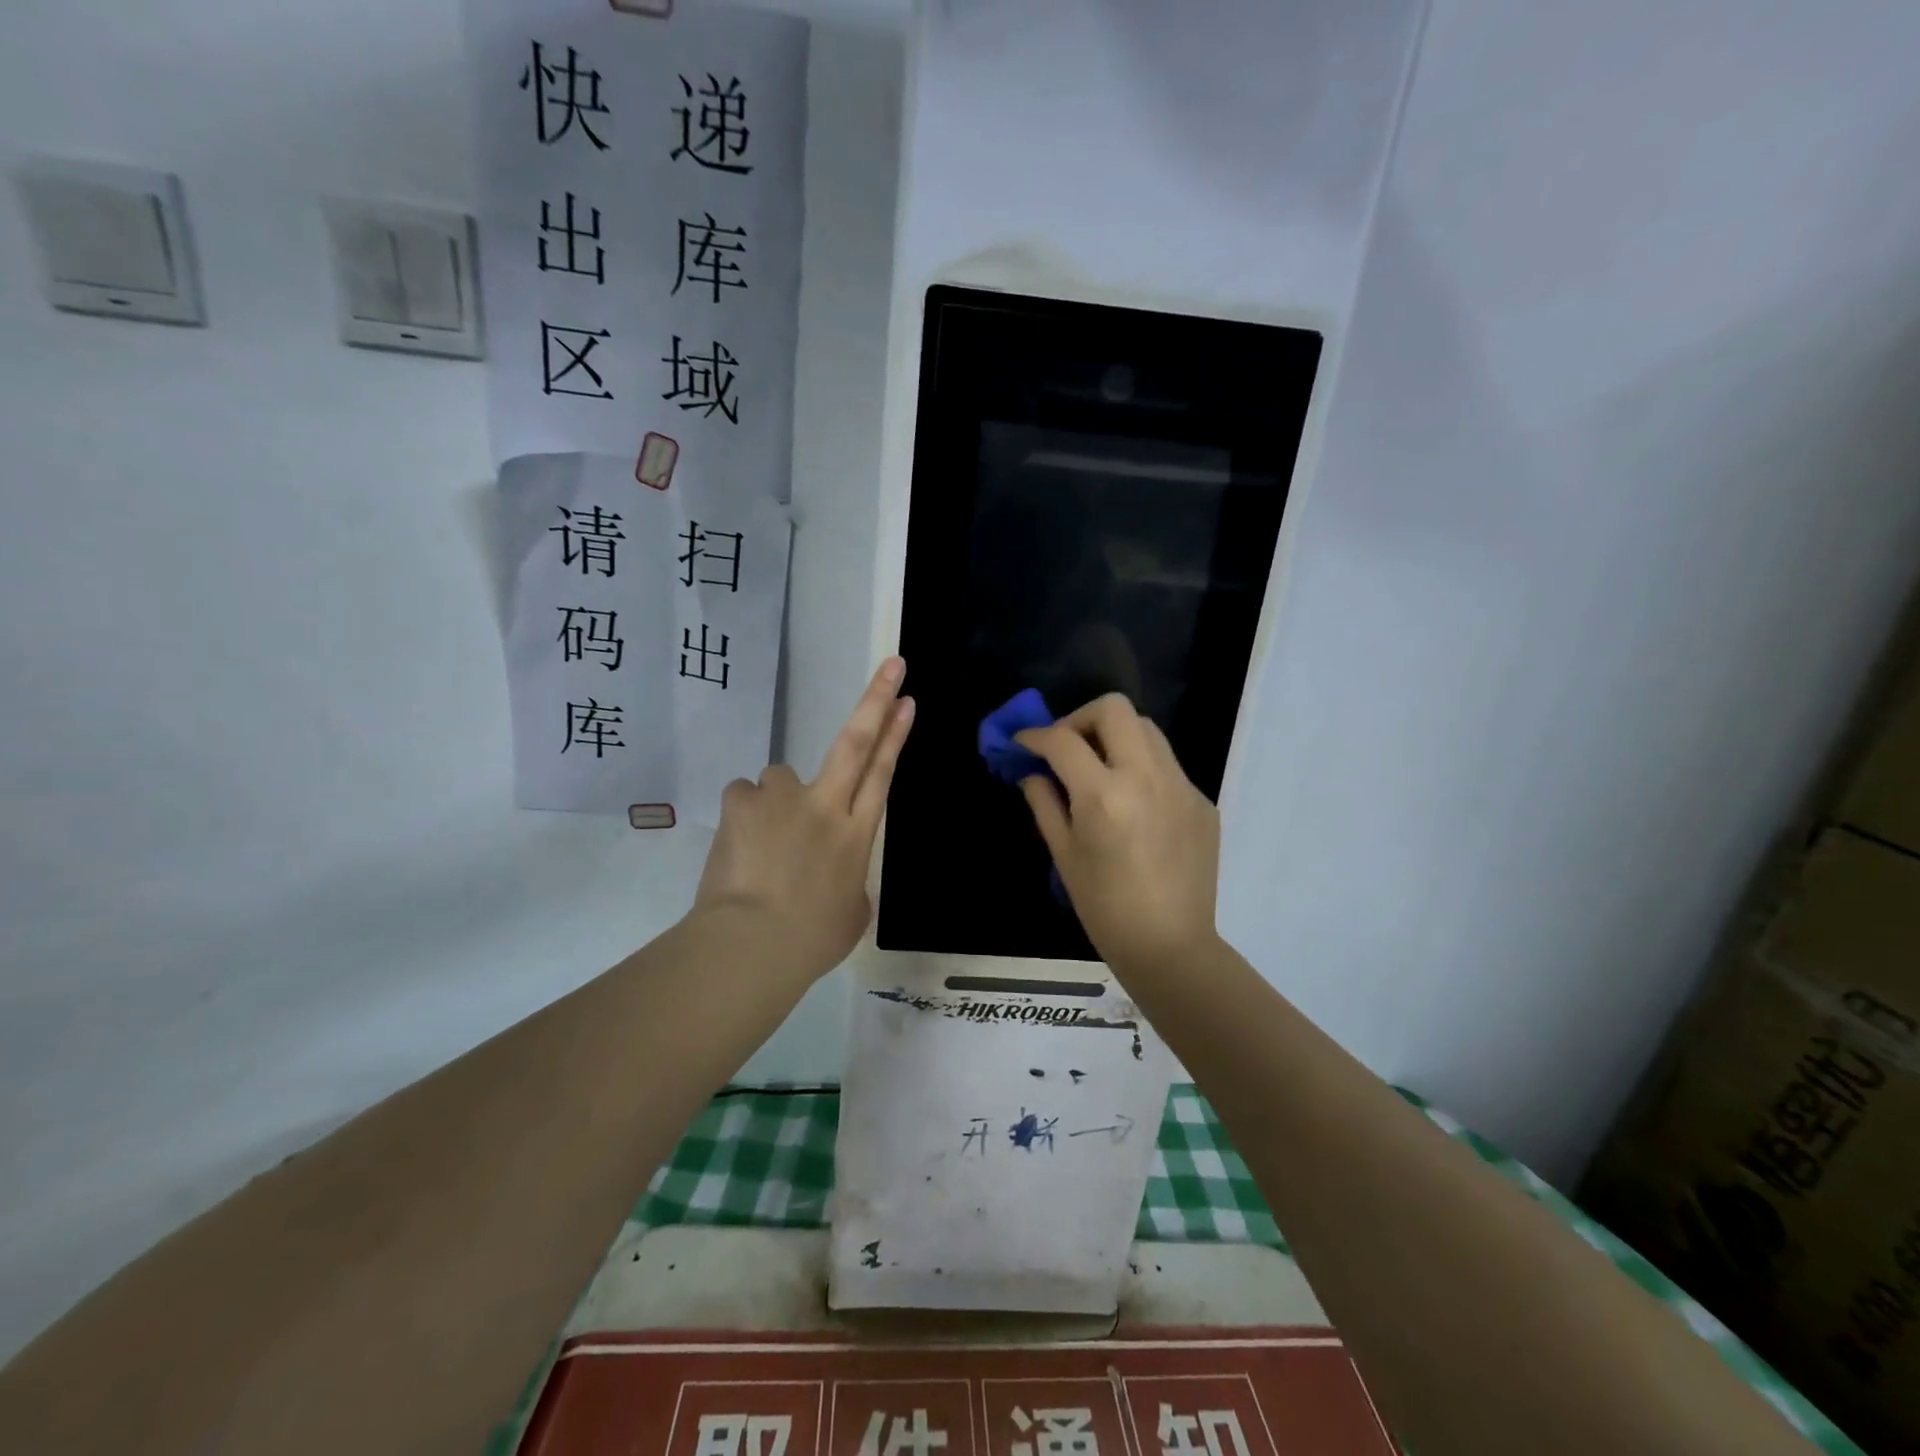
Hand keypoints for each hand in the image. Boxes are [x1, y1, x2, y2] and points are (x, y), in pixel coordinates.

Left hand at [691, 658, 914, 983]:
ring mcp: (782, 800)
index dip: (896, 734)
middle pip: (855, 741)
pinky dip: (745, 815)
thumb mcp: (850, 914)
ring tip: (764, 840)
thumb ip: (848, 881)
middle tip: (892, 666)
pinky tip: (739, 844)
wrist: (752, 945)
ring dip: (778, 799)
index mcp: (857, 834)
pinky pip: (745, 797)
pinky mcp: (742, 803)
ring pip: (781, 777)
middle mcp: (825, 805)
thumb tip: (833, 874)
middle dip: (876, 700)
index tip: (907, 699)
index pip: (882, 773)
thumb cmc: (811, 941)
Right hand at [1016, 694, 1220, 976]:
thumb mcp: (1064, 855)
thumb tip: (1034, 773)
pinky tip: (1133, 805)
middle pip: (1114, 709)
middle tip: (1066, 746)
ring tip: (1100, 768)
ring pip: (1146, 729)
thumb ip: (1045, 804)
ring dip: (1115, 736)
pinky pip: (1167, 765)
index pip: (1063, 740)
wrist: (1170, 946)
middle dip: (1080, 719)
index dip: (1035, 736)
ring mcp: (1181, 786)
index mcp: (1104, 795)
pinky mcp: (1202, 801)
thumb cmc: (1105, 908)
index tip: (1023, 743)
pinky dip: (1142, 769)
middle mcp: (1146, 777)